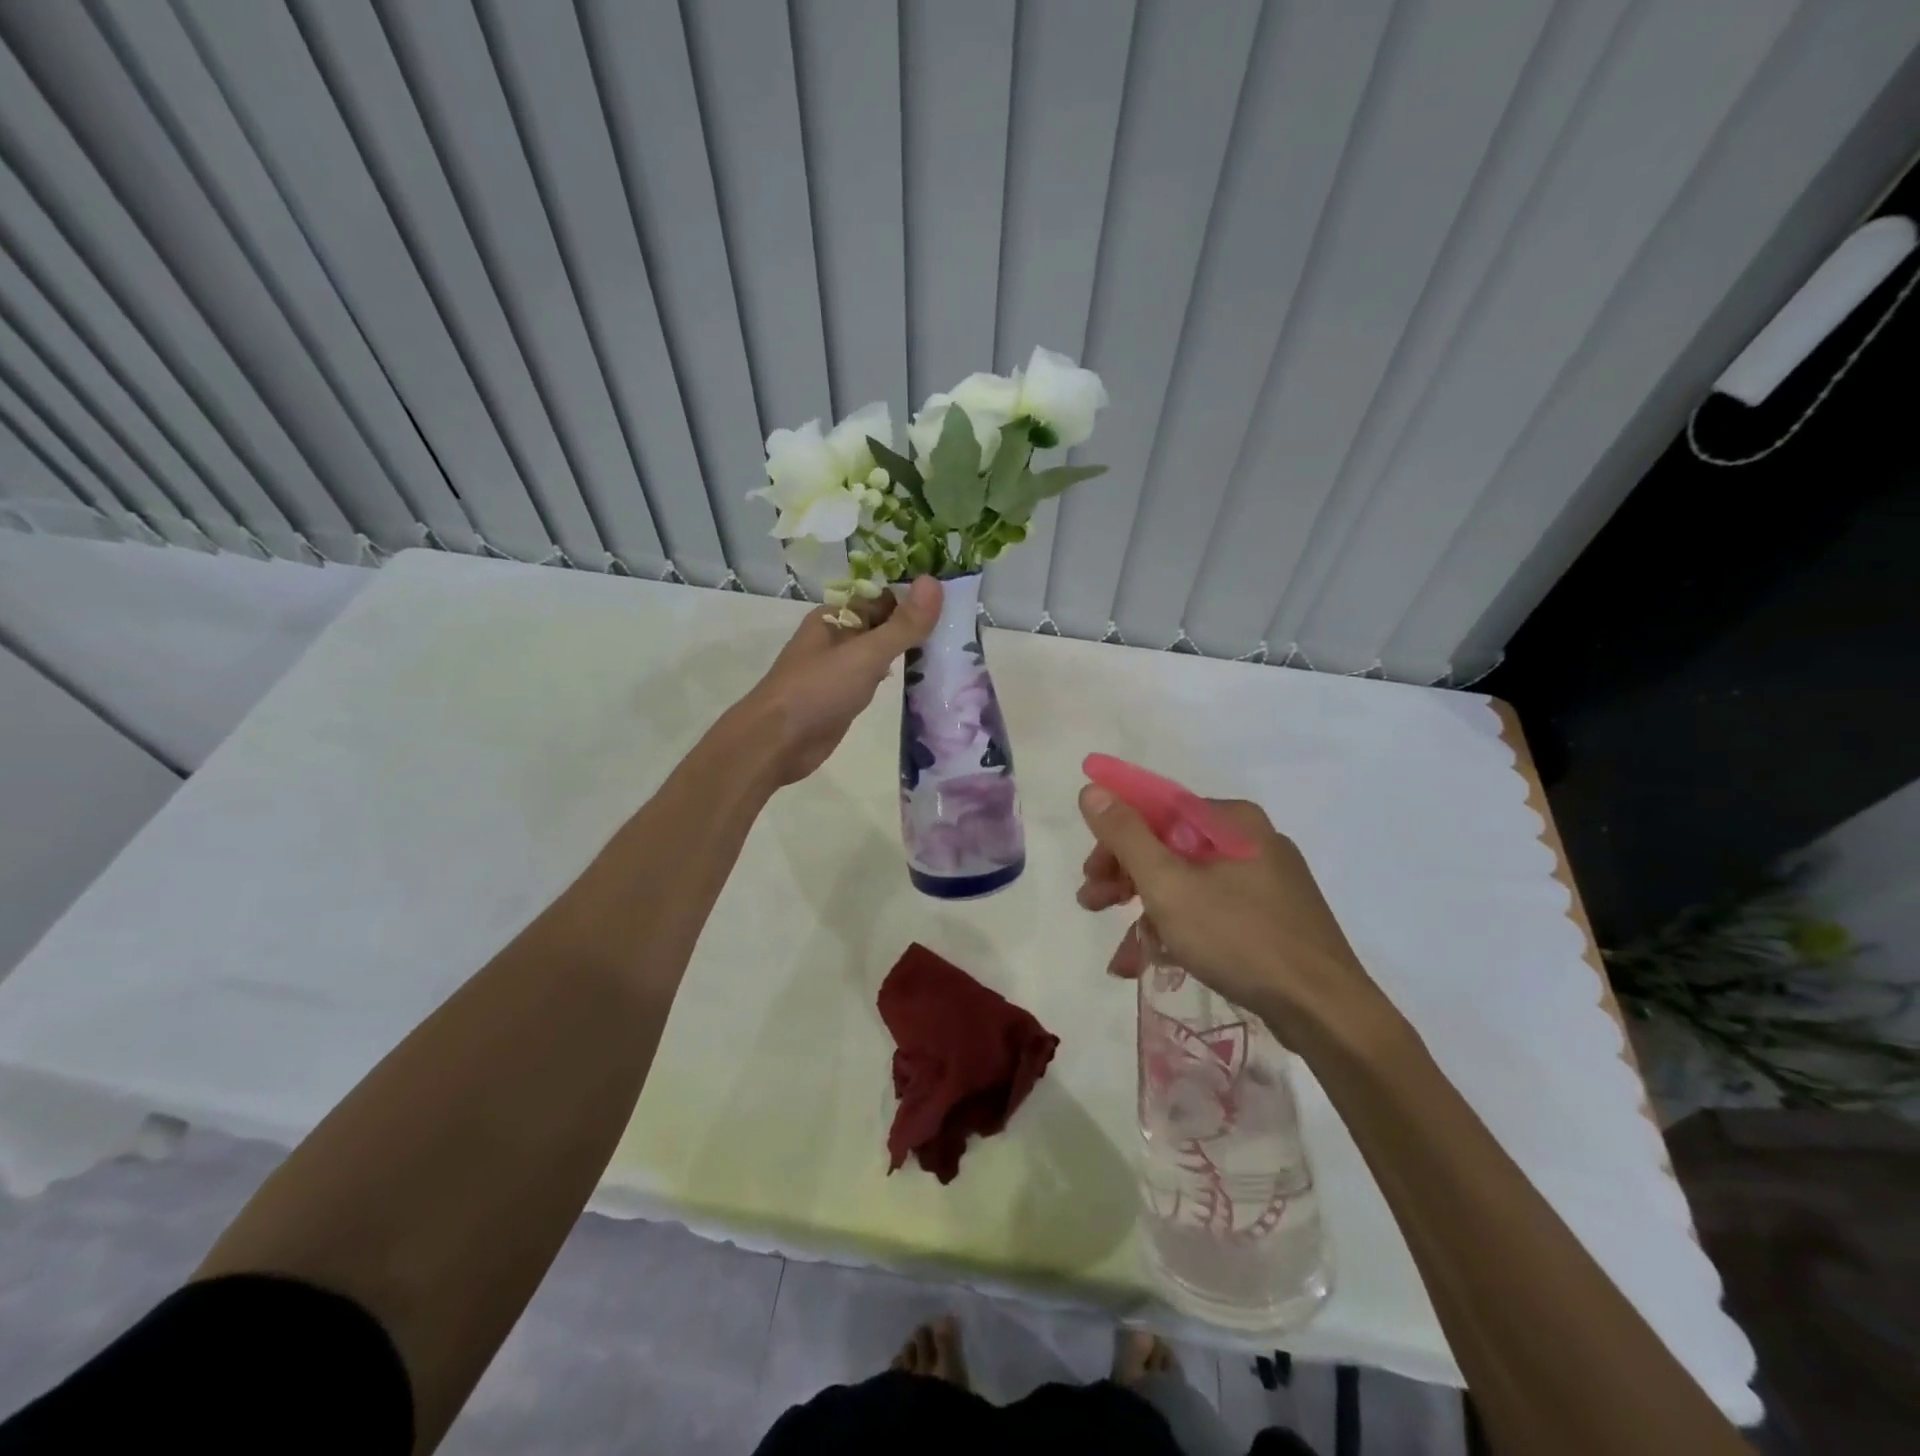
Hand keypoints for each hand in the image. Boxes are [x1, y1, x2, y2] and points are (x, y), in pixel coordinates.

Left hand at [732, 577, 941, 785]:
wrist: (776, 743)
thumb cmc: (817, 691)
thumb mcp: (865, 654)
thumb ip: (903, 624)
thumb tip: (935, 582)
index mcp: (835, 618)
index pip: (882, 598)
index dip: (914, 598)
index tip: (953, 602)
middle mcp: (836, 638)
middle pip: (883, 624)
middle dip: (915, 626)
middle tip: (962, 629)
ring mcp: (839, 670)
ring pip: (880, 653)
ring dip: (908, 652)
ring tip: (952, 651)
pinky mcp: (843, 698)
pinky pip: (874, 679)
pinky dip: (896, 677)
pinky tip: (921, 682)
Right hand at [1076, 788, 1382, 1041]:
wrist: (1326, 1011)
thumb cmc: (1239, 937)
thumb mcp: (1168, 885)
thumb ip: (1125, 836)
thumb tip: (1091, 789)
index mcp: (1231, 820)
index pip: (1157, 810)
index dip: (1114, 837)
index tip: (1090, 872)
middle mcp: (1250, 840)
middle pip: (1170, 846)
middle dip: (1125, 878)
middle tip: (1092, 904)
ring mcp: (1265, 881)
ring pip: (1188, 882)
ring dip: (1146, 912)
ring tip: (1121, 953)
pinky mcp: (1273, 917)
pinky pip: (1211, 910)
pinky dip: (1180, 930)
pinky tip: (1153, 962)